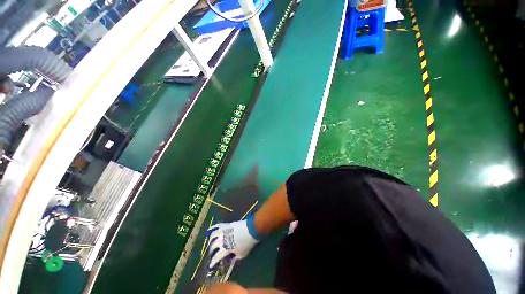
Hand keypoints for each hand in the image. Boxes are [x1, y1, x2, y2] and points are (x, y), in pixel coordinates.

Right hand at [208, 219, 258, 268]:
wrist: (250, 229)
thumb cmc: (247, 243)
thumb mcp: (242, 254)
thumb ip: (235, 257)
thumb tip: (231, 258)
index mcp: (225, 249)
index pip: (216, 257)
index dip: (213, 262)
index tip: (210, 265)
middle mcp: (222, 240)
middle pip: (213, 245)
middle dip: (211, 250)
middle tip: (211, 253)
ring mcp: (224, 231)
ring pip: (213, 235)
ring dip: (211, 239)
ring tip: (210, 241)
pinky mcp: (227, 224)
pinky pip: (218, 226)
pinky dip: (213, 228)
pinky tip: (211, 229)